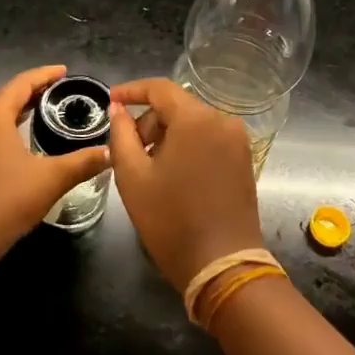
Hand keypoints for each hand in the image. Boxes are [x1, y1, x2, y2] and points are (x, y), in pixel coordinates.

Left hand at [0, 65, 110, 263]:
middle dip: (33, 91)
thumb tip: (109, 152)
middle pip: (7, 97)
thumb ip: (82, 162)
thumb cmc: (6, 201)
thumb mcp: (51, 179)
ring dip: (20, 110)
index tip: (65, 72)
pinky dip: (10, 129)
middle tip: (60, 91)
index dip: (44, 75)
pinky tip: (24, 144)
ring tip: (45, 112)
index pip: (21, 83)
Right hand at [107, 78, 263, 290]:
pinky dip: (187, 146)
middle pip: (177, 106)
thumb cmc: (171, 220)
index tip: (110, 99)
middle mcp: (222, 121)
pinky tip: (173, 175)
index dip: (132, 90)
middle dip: (149, 122)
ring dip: (167, 136)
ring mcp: (237, 140)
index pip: (160, 88)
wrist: (222, 266)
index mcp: (196, 119)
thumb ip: (121, 135)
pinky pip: (208, 139)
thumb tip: (117, 109)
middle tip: (129, 152)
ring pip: (192, 123)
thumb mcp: (133, 177)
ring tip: (149, 168)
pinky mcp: (243, 159)